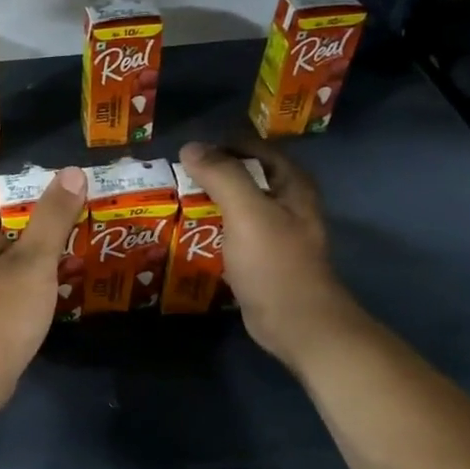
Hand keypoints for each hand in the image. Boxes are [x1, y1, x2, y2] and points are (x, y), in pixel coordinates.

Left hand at [0, 166, 87, 412]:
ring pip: (14, 261)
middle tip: (78, 220)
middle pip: (4, 229)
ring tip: (80, 250)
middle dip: (38, 223)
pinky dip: (39, 284)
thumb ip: (52, 217)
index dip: (12, 192)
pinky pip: (18, 288)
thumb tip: (70, 172)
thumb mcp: (34, 259)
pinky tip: (64, 288)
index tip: (49, 194)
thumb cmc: (3, 310)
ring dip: (42, 255)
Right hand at [179, 140, 359, 369]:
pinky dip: (212, 227)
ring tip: (173, 202)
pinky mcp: (261, 257)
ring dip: (209, 201)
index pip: (254, 148)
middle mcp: (287, 202)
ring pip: (237, 204)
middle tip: (174, 178)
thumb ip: (221, 175)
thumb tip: (190, 147)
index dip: (222, 145)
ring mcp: (274, 231)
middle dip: (211, 174)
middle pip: (245, 175)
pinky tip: (188, 233)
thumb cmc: (274, 263)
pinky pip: (232, 231)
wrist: (296, 323)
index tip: (187, 154)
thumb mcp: (247, 212)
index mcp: (292, 184)